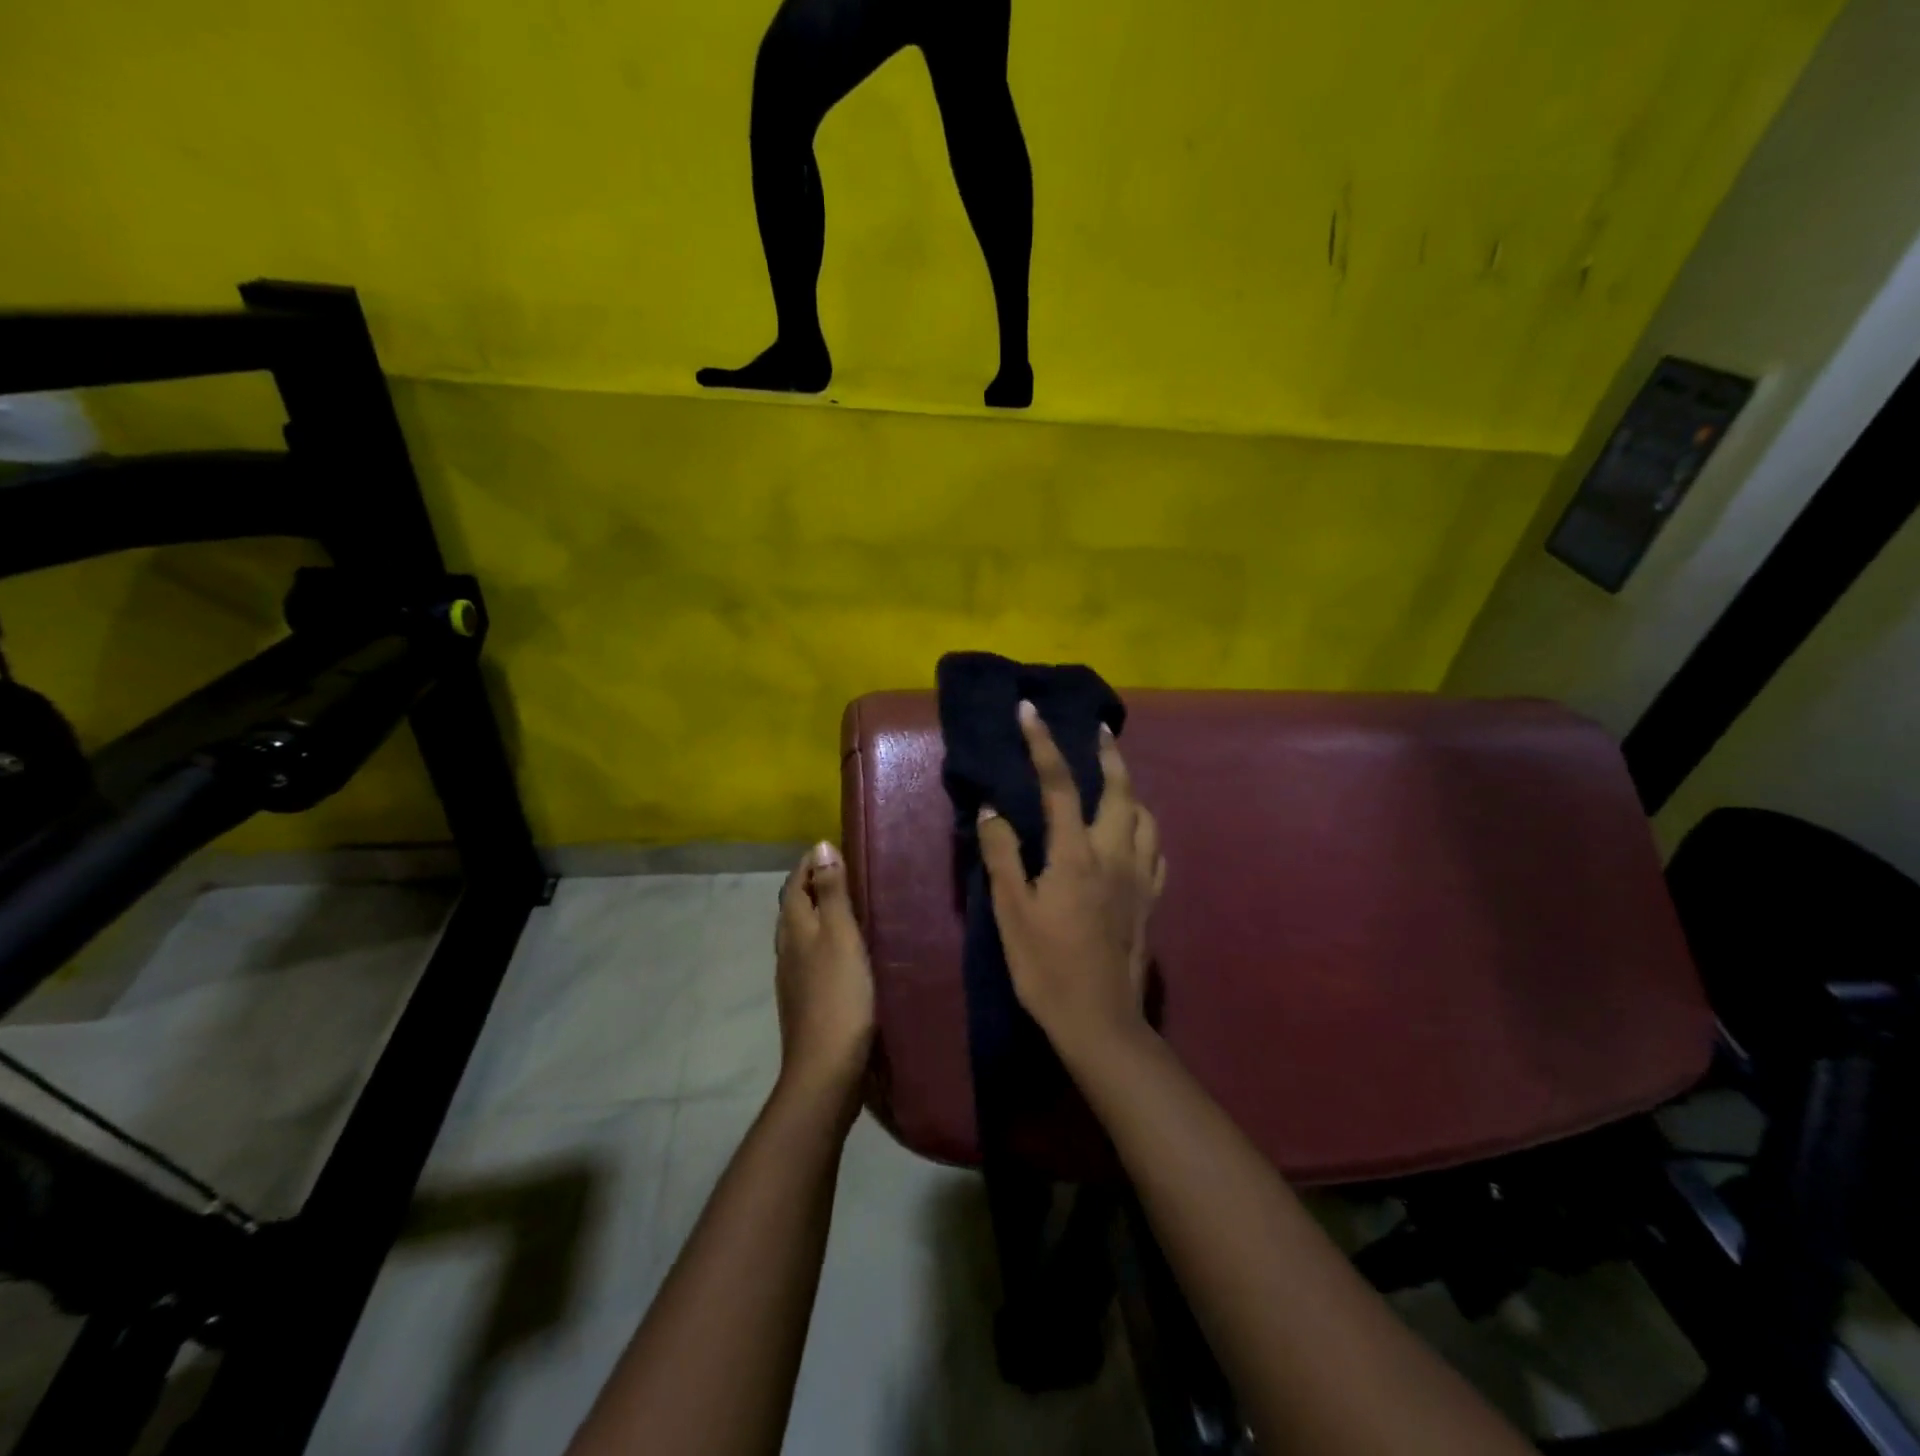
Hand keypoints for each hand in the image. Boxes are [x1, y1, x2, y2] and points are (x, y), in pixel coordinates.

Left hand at [773, 842, 875, 1114]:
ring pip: (802, 932)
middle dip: (813, 885)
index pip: (794, 884)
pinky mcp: (806, 999)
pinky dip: (826, 940)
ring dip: (819, 913)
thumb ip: (831, 892)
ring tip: (849, 905)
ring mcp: (794, 977)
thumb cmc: (838, 994)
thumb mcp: (840, 935)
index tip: (833, 848)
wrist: (826, 1068)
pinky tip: (847, 949)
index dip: (810, 863)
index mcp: (794, 929)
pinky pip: (812, 955)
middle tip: (845, 871)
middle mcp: (787, 949)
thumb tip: (820, 846)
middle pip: (794, 907)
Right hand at [978, 701, 1166, 1059]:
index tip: (1029, 711)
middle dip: (1109, 755)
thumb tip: (992, 810)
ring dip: (1131, 790)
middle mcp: (1115, 854)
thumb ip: (1002, 855)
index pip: (1059, 784)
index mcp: (1076, 854)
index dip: (1043, 744)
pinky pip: (1156, 851)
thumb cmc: (1046, 967)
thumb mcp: (1010, 912)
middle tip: (1099, 731)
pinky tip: (1134, 835)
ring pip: (1146, 817)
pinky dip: (1145, 830)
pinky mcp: (1151, 900)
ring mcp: (1140, 878)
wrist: (1099, 1020)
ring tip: (1115, 782)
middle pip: (1120, 790)